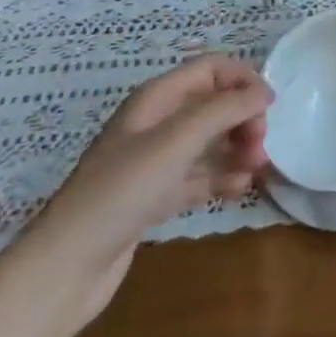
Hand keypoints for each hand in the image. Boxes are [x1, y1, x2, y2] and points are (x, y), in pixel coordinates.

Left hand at [19, 56, 271, 323]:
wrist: (66, 267)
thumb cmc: (122, 191)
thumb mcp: (177, 141)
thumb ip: (224, 110)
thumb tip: (264, 91)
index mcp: (156, 99)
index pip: (210, 69)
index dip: (243, 79)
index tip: (270, 106)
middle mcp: (156, 123)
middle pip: (213, 104)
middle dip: (242, 118)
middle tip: (260, 146)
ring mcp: (154, 162)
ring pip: (208, 142)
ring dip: (236, 149)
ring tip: (258, 168)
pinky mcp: (154, 197)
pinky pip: (198, 177)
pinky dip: (221, 178)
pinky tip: (241, 189)